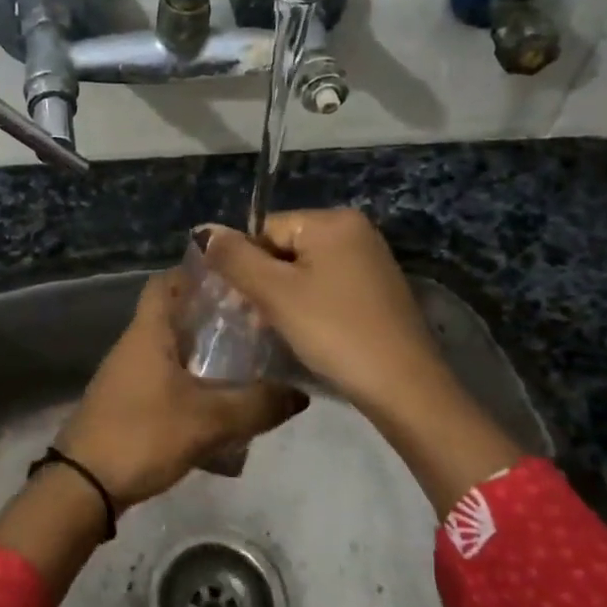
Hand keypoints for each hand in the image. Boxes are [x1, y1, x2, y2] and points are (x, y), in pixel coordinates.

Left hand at [56, 271, 307, 508]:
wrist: (84, 485)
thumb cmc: (144, 435)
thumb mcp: (209, 420)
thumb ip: (257, 405)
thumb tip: (299, 394)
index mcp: (148, 332)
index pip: (167, 281)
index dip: (198, 273)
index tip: (236, 279)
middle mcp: (134, 345)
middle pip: (174, 316)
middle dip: (212, 317)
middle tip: (255, 324)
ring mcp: (127, 376)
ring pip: (171, 351)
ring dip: (204, 354)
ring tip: (247, 364)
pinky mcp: (127, 404)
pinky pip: (165, 381)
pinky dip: (192, 384)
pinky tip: (220, 406)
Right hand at [195, 210, 522, 511]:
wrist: (403, 386)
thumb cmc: (333, 330)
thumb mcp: (275, 293)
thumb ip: (234, 258)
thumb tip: (203, 230)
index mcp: (332, 220)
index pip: (265, 229)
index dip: (247, 266)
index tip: (245, 304)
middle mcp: (355, 230)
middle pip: (284, 248)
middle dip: (265, 283)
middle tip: (260, 321)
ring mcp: (370, 260)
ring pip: (304, 270)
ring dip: (284, 298)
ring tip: (282, 331)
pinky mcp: (377, 289)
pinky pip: (327, 286)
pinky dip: (310, 306)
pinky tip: (310, 334)